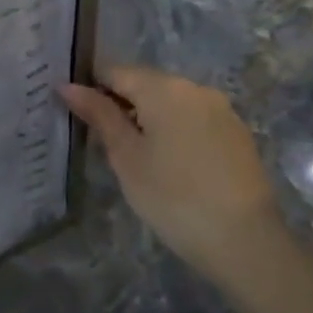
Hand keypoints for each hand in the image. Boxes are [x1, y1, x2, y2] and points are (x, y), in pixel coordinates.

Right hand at [62, 65, 285, 282]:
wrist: (245, 241)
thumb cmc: (172, 196)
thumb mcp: (125, 156)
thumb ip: (99, 115)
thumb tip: (67, 85)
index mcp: (163, 88)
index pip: (113, 71)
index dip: (89, 88)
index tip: (75, 114)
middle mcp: (194, 88)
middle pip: (144, 83)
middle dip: (119, 103)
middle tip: (99, 139)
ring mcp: (221, 109)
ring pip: (169, 102)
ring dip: (147, 118)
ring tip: (132, 153)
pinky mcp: (237, 133)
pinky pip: (193, 119)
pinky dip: (173, 130)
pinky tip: (168, 163)